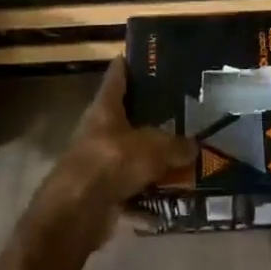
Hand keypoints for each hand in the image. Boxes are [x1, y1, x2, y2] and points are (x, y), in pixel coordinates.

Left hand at [39, 58, 194, 244]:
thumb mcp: (152, 148)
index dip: (129, 64)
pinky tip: (178, 192)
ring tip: (189, 152)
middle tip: (185, 108)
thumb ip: (176, 145)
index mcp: (105, 110)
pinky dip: (153, 190)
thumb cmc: (110, 164)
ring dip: (156, 157)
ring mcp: (101, 162)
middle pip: (128, 117)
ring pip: (134, 153)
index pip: (116, 77)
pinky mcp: (105, 191)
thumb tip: (194, 146)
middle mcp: (100, 131)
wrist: (76, 214)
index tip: (147, 56)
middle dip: (154, 115)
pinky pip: (135, 186)